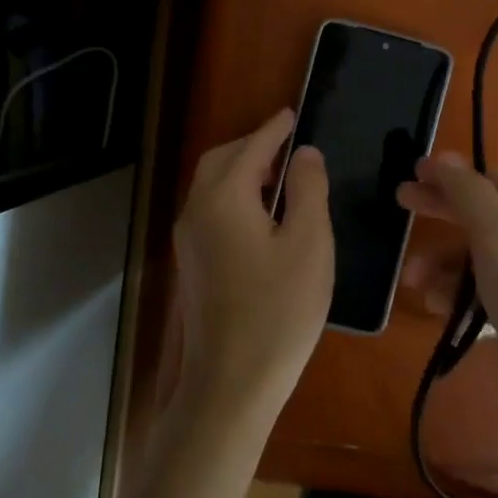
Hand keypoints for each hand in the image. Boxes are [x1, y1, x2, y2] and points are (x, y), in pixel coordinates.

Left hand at [172, 108, 333, 425]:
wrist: (231, 383)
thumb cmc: (279, 310)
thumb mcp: (309, 243)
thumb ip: (307, 189)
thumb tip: (304, 152)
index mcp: (224, 198)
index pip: (251, 147)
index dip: (274, 128)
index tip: (293, 113)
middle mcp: (196, 210)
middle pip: (221, 160)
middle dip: (253, 146)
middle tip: (288, 147)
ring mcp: (188, 239)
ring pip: (211, 185)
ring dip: (241, 171)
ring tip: (279, 179)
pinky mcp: (190, 264)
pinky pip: (210, 210)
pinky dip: (233, 196)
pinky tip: (260, 216)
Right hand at [397, 152, 497, 408]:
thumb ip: (468, 194)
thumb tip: (445, 158)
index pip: (495, 183)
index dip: (451, 178)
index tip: (412, 177)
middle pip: (491, 220)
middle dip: (444, 219)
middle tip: (400, 207)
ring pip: (490, 261)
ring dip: (449, 266)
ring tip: (414, 283)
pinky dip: (468, 296)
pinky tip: (439, 308)